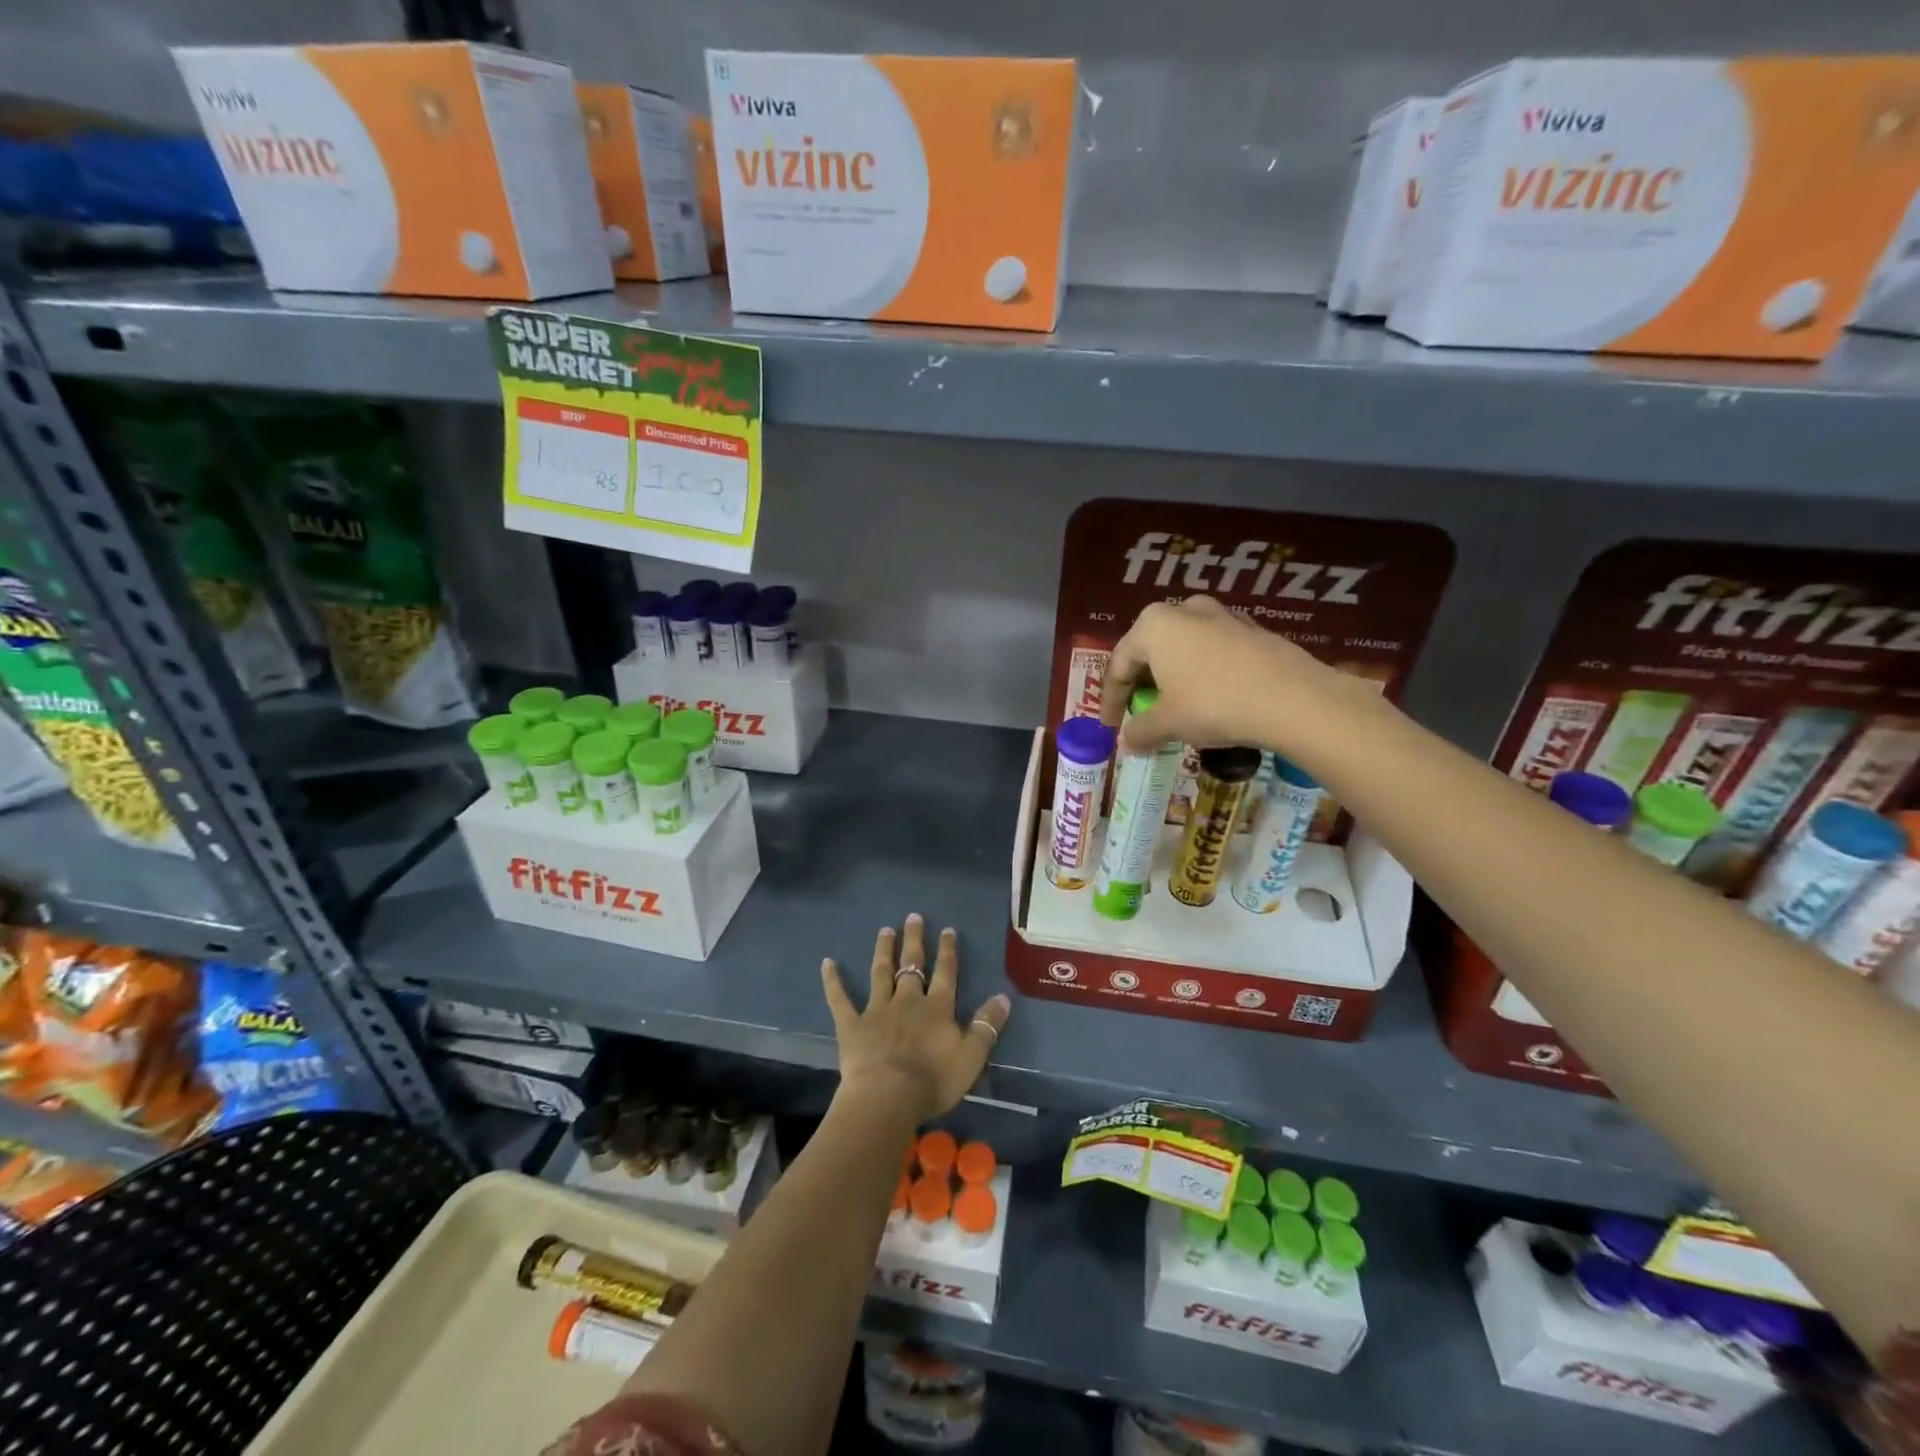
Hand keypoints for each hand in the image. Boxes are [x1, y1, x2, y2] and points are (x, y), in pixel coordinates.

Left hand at [820, 914, 1010, 1122]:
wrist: (887, 1097)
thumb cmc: (933, 1080)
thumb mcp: (971, 1056)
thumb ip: (987, 1026)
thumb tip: (1004, 997)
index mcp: (937, 1008)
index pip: (945, 973)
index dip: (948, 951)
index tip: (947, 929)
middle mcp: (907, 1001)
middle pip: (912, 965)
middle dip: (914, 941)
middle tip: (913, 917)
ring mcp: (877, 1010)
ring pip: (880, 973)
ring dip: (883, 951)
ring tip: (884, 930)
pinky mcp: (852, 1025)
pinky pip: (840, 999)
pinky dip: (833, 981)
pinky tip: (827, 963)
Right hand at [1101, 595, 1340, 754]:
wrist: (1293, 698)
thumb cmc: (1213, 704)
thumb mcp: (1168, 723)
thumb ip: (1140, 731)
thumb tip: (1126, 743)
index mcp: (1153, 625)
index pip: (1119, 664)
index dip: (1110, 699)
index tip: (1111, 726)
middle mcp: (1183, 610)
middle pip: (1150, 650)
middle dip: (1141, 683)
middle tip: (1139, 712)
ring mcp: (1222, 615)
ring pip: (1183, 648)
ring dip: (1172, 676)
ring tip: (1175, 705)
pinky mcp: (1252, 630)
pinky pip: (1213, 652)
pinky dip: (1202, 673)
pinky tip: (1211, 698)